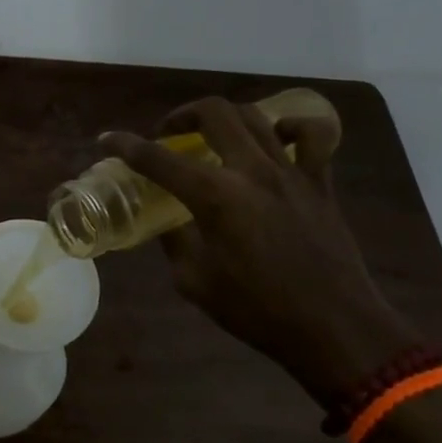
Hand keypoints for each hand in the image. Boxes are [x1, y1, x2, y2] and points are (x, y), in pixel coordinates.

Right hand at [101, 99, 414, 403]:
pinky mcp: (320, 182)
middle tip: (169, 134)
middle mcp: (252, 171)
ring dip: (226, 118)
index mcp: (215, 197)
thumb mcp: (196, 282)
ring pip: (256, 116)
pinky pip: (313, 137)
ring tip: (213, 134)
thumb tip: (169, 222)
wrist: (334, 329)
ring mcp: (291, 172)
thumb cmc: (259, 311)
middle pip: (213, 114)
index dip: (125, 145)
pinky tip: (278, 140)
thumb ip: (177, 242)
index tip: (107, 139)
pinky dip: (293, 128)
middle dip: (182, 115)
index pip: (157, 158)